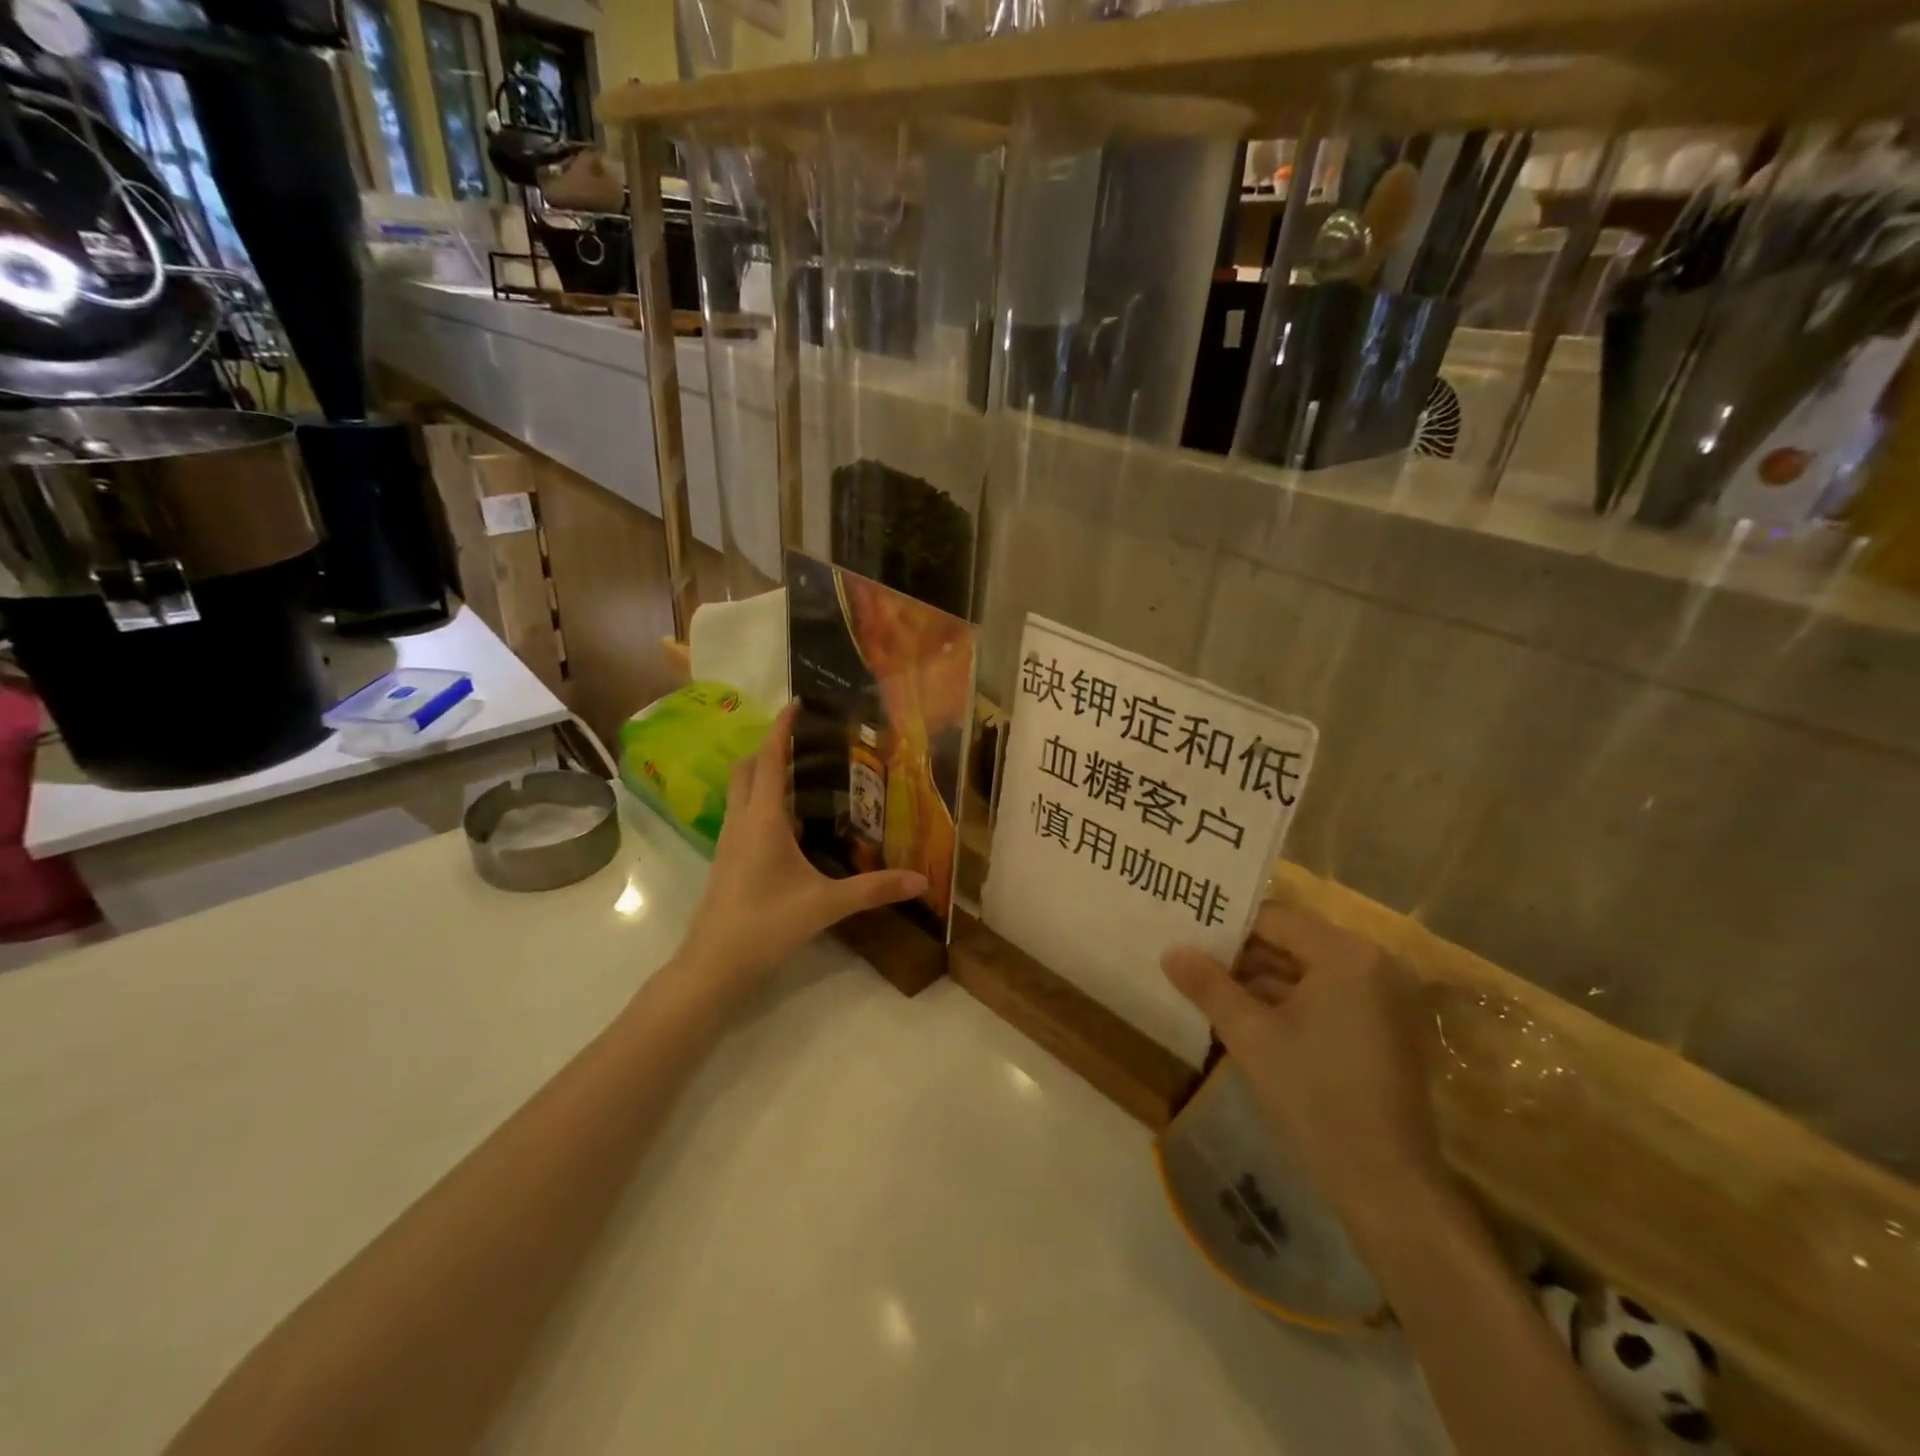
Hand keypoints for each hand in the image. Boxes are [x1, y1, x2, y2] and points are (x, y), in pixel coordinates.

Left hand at [677, 701, 926, 1006]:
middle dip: (771, 746)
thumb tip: (921, 880)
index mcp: (763, 818)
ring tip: (802, 772)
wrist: (713, 964)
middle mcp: (741, 820)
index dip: (781, 727)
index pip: (770, 758)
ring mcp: (728, 840)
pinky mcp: (726, 859)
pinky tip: (787, 820)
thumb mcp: (826, 904)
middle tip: (806, 740)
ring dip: (763, 772)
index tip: (797, 702)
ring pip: (741, 790)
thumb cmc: (766, 924)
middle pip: (748, 767)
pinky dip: (760, 800)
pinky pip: (742, 813)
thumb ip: (874, 889)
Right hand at [1162, 902, 1444, 1234]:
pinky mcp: (1384, 1031)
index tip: (1187, 933)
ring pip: (1307, 974)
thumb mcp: (1251, 1035)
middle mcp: (1374, 965)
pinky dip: (1288, 1005)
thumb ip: (1208, 986)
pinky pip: (1326, 999)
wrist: (1386, 1184)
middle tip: (1190, 959)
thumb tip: (1170, 951)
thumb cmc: (1316, 1095)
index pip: (1275, 919)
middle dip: (1241, 956)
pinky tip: (1244, 1018)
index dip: (1227, 926)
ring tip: (1206, 988)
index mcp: (1347, 954)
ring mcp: (1384, 1000)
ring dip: (1260, 982)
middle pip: (1293, 944)